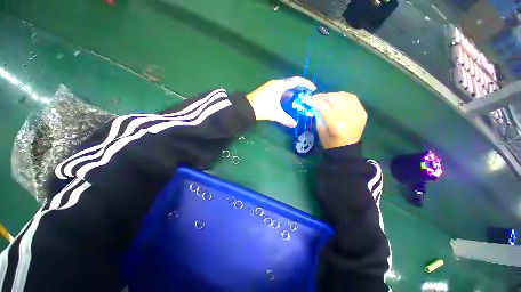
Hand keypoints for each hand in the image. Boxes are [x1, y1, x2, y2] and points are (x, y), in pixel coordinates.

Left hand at [246, 77, 315, 126]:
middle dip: (300, 89)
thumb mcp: (276, 114)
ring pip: (285, 88)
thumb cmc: (262, 108)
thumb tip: (295, 124)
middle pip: (291, 83)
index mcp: (280, 85)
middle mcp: (276, 83)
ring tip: (299, 100)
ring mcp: (270, 86)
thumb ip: (286, 119)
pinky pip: (280, 91)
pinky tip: (288, 102)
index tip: (313, 89)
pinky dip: (286, 95)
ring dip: (292, 93)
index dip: (306, 84)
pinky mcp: (267, 91)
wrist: (246, 108)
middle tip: (307, 96)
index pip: (296, 81)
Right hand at [311, 92, 366, 148]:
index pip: (325, 107)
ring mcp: (358, 114)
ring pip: (344, 96)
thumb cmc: (330, 142)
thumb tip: (315, 103)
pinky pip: (352, 98)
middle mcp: (349, 118)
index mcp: (337, 125)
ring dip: (333, 95)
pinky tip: (336, 98)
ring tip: (325, 97)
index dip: (316, 101)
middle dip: (324, 96)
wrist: (346, 148)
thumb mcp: (320, 130)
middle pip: (336, 99)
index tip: (309, 99)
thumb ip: (318, 115)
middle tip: (315, 97)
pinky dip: (343, 96)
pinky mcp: (362, 112)